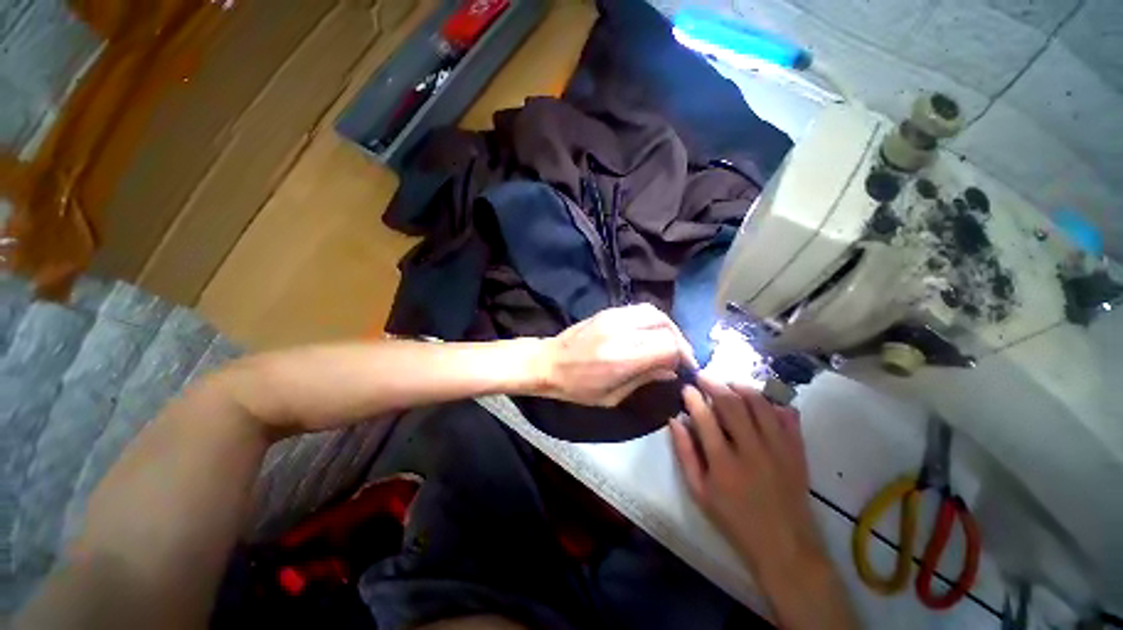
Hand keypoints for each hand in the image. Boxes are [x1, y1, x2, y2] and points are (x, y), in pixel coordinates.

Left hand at [536, 304, 696, 406]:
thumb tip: (672, 371)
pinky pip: (640, 309)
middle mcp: (620, 332)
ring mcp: (613, 317)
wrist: (548, 361)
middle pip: (665, 326)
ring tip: (669, 343)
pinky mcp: (608, 311)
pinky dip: (653, 320)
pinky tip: (652, 333)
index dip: (683, 356)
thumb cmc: (576, 387)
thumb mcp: (611, 395)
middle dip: (679, 341)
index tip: (685, 368)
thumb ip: (644, 379)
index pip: (667, 346)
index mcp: (621, 358)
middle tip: (680, 356)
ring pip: (655, 312)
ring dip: (668, 328)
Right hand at [670, 374, 820, 575]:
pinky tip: (761, 402)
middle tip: (703, 376)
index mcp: (723, 463)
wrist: (784, 545)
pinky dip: (774, 403)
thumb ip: (685, 453)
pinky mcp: (797, 451)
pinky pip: (788, 416)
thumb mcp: (699, 492)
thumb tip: (674, 421)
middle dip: (714, 384)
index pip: (704, 417)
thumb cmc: (734, 520)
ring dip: (742, 387)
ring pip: (760, 404)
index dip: (693, 397)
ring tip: (729, 384)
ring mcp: (779, 449)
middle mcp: (752, 450)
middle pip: (732, 404)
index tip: (686, 388)